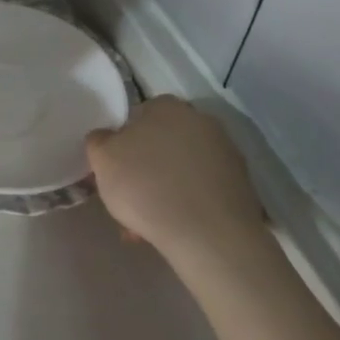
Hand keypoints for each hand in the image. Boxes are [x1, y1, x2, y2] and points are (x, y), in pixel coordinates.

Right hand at [87, 97, 264, 258]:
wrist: (208, 234)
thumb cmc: (146, 186)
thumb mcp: (102, 159)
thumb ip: (99, 141)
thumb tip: (107, 138)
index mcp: (167, 106)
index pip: (136, 118)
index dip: (120, 146)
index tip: (113, 172)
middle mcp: (201, 120)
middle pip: (160, 144)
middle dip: (143, 170)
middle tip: (127, 201)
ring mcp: (226, 152)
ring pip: (180, 170)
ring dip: (163, 190)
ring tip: (147, 225)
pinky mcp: (241, 183)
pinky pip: (201, 190)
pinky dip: (186, 204)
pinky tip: (173, 229)